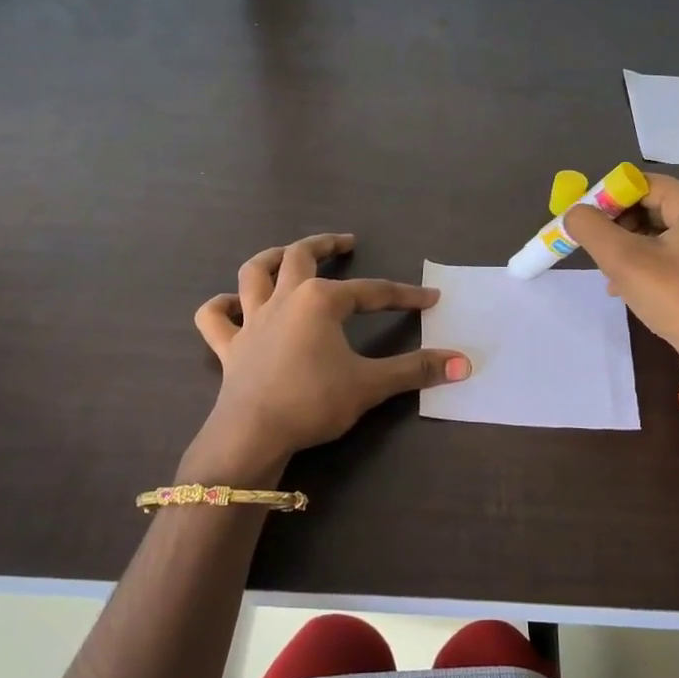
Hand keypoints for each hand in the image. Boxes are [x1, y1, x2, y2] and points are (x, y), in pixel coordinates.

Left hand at [190, 234, 469, 473]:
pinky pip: (215, 318)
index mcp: (320, 301)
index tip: (430, 299)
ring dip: (271, 258)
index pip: (372, 293)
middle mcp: (284, 299)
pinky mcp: (229, 347)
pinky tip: (232, 305)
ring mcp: (251, 321)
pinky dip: (222, 306)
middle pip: (301, 257)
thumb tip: (464, 363)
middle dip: (326, 245)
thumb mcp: (371, 385)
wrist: (253, 434)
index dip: (404, 295)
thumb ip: (416, 370)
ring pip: (254, 273)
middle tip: (345, 243)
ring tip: (287, 254)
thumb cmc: (313, 402)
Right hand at [562, 174, 678, 363]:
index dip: (604, 199)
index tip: (581, 223)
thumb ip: (590, 228)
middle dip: (613, 227)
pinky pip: (661, 255)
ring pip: (650, 233)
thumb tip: (573, 213)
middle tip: (593, 250)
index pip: (638, 184)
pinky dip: (638, 265)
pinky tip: (622, 287)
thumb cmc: (674, 296)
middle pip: (644, 206)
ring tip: (607, 273)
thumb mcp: (623, 258)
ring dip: (622, 249)